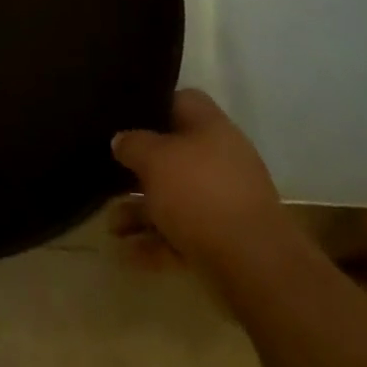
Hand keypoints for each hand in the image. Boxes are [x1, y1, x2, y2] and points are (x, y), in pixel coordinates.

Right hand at [111, 89, 290, 293]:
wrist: (255, 266)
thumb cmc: (200, 193)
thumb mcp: (154, 159)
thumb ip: (133, 145)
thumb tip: (121, 139)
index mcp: (210, 124)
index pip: (179, 101)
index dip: (152, 107)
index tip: (125, 119)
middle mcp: (221, 157)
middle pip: (174, 154)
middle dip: (141, 170)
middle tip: (111, 176)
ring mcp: (226, 201)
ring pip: (176, 198)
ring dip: (143, 212)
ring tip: (112, 227)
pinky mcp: (226, 241)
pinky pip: (185, 233)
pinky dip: (158, 242)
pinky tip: (128, 255)